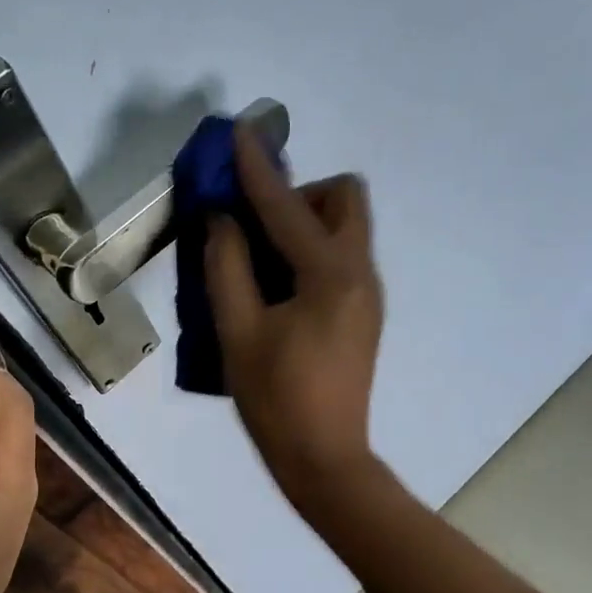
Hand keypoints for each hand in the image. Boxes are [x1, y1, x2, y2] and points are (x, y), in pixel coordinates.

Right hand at [206, 131, 384, 511]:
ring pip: (346, 228)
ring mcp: (369, 295)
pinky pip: (342, 259)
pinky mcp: (364, 314)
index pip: (288, 205)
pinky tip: (278, 289)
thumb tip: (222, 219)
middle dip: (300, 194)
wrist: (325, 458)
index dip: (257, 168)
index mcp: (330, 274)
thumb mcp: (237, 333)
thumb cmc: (276, 400)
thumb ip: (227, 267)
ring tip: (259, 261)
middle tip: (256, 226)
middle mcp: (360, 272)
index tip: (237, 134)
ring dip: (304, 223)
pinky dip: (311, 252)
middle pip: (344, 198)